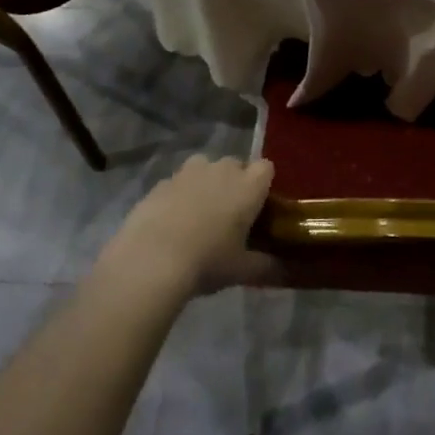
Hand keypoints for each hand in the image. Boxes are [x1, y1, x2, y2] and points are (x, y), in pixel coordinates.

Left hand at [99, 155, 280, 300]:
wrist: (150, 260)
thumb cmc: (207, 262)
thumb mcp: (241, 270)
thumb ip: (266, 265)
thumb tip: (284, 269)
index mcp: (248, 185)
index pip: (266, 168)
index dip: (263, 184)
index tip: (258, 206)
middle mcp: (222, 169)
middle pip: (236, 165)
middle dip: (234, 182)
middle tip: (229, 214)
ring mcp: (189, 172)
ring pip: (205, 167)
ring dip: (206, 182)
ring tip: (199, 213)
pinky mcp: (161, 182)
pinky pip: (178, 182)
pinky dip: (179, 195)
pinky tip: (171, 222)